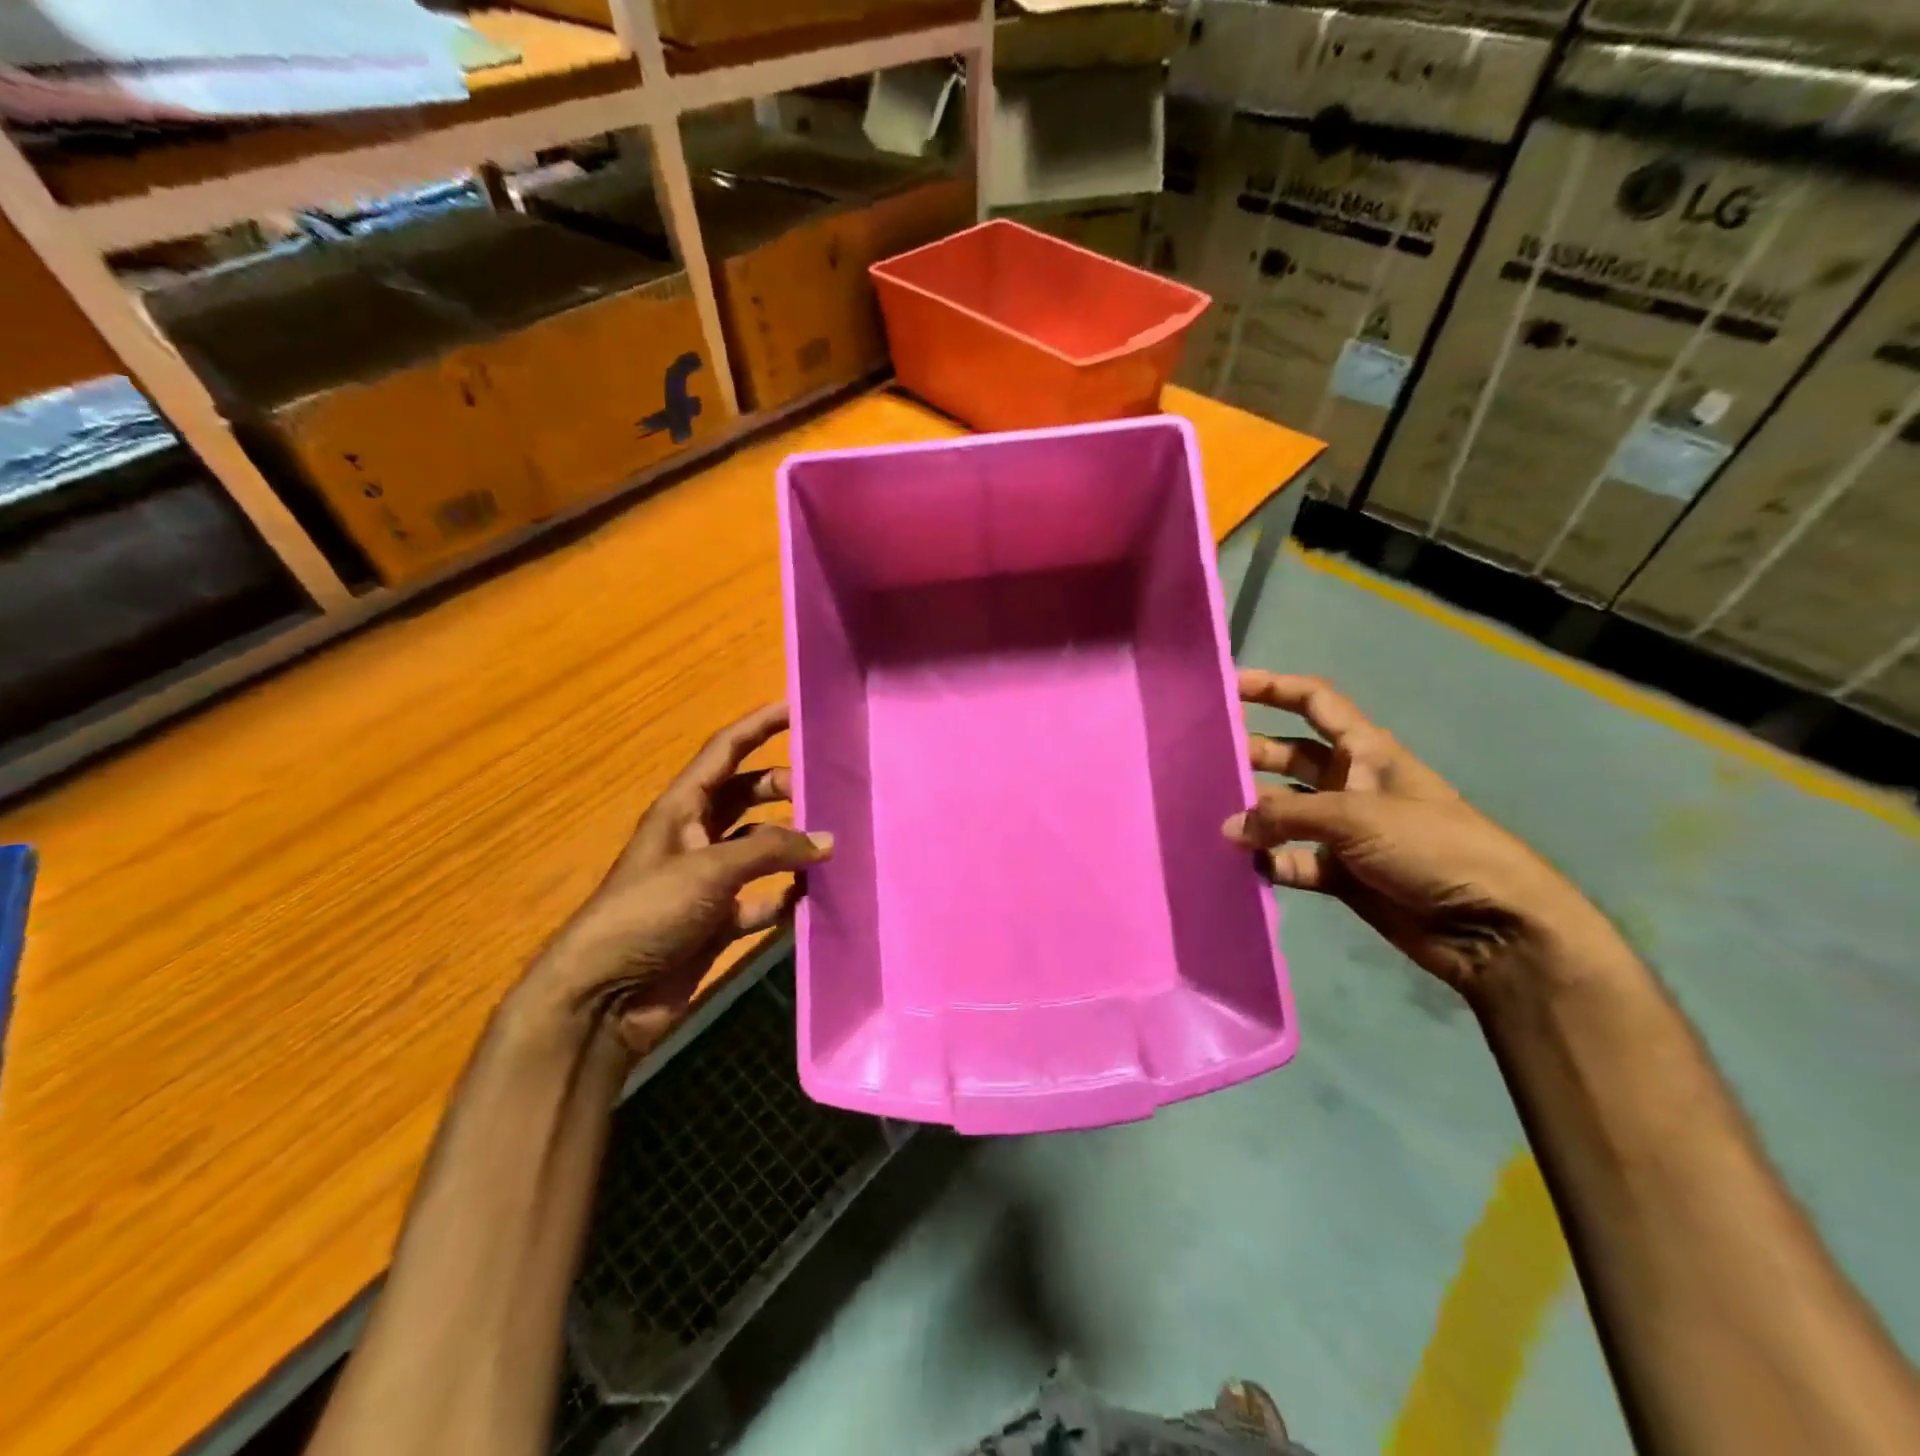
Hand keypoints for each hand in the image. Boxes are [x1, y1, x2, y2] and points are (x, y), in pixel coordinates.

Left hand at [528, 703, 831, 1056]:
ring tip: (832, 843)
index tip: (799, 708)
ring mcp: (708, 881)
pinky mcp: (717, 922)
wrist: (604, 997)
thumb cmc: (647, 913)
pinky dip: (786, 897)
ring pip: (759, 848)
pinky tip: (814, 897)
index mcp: (681, 808)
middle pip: (747, 796)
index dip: (759, 726)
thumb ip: (772, 850)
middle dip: (783, 787)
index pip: (725, 751)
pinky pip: (763, 899)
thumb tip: (829, 841)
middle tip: (825, 791)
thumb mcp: (710, 870)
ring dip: (790, 844)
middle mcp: (695, 837)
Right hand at [1224, 672, 1610, 1000]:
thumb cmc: (1431, 846)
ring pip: (1284, 810)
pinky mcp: (1341, 873)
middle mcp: (1350, 783)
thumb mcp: (1357, 816)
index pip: (1314, 703)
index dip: (1274, 688)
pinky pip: (1292, 860)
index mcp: (1366, 751)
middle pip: (1289, 754)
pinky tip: (1241, 864)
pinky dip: (1269, 860)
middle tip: (1200, 760)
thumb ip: (1285, 816)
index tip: (1228, 687)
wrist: (1491, 926)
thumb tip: (1228, 826)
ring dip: (1254, 813)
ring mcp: (1344, 830)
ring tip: (1208, 815)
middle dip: (1250, 753)